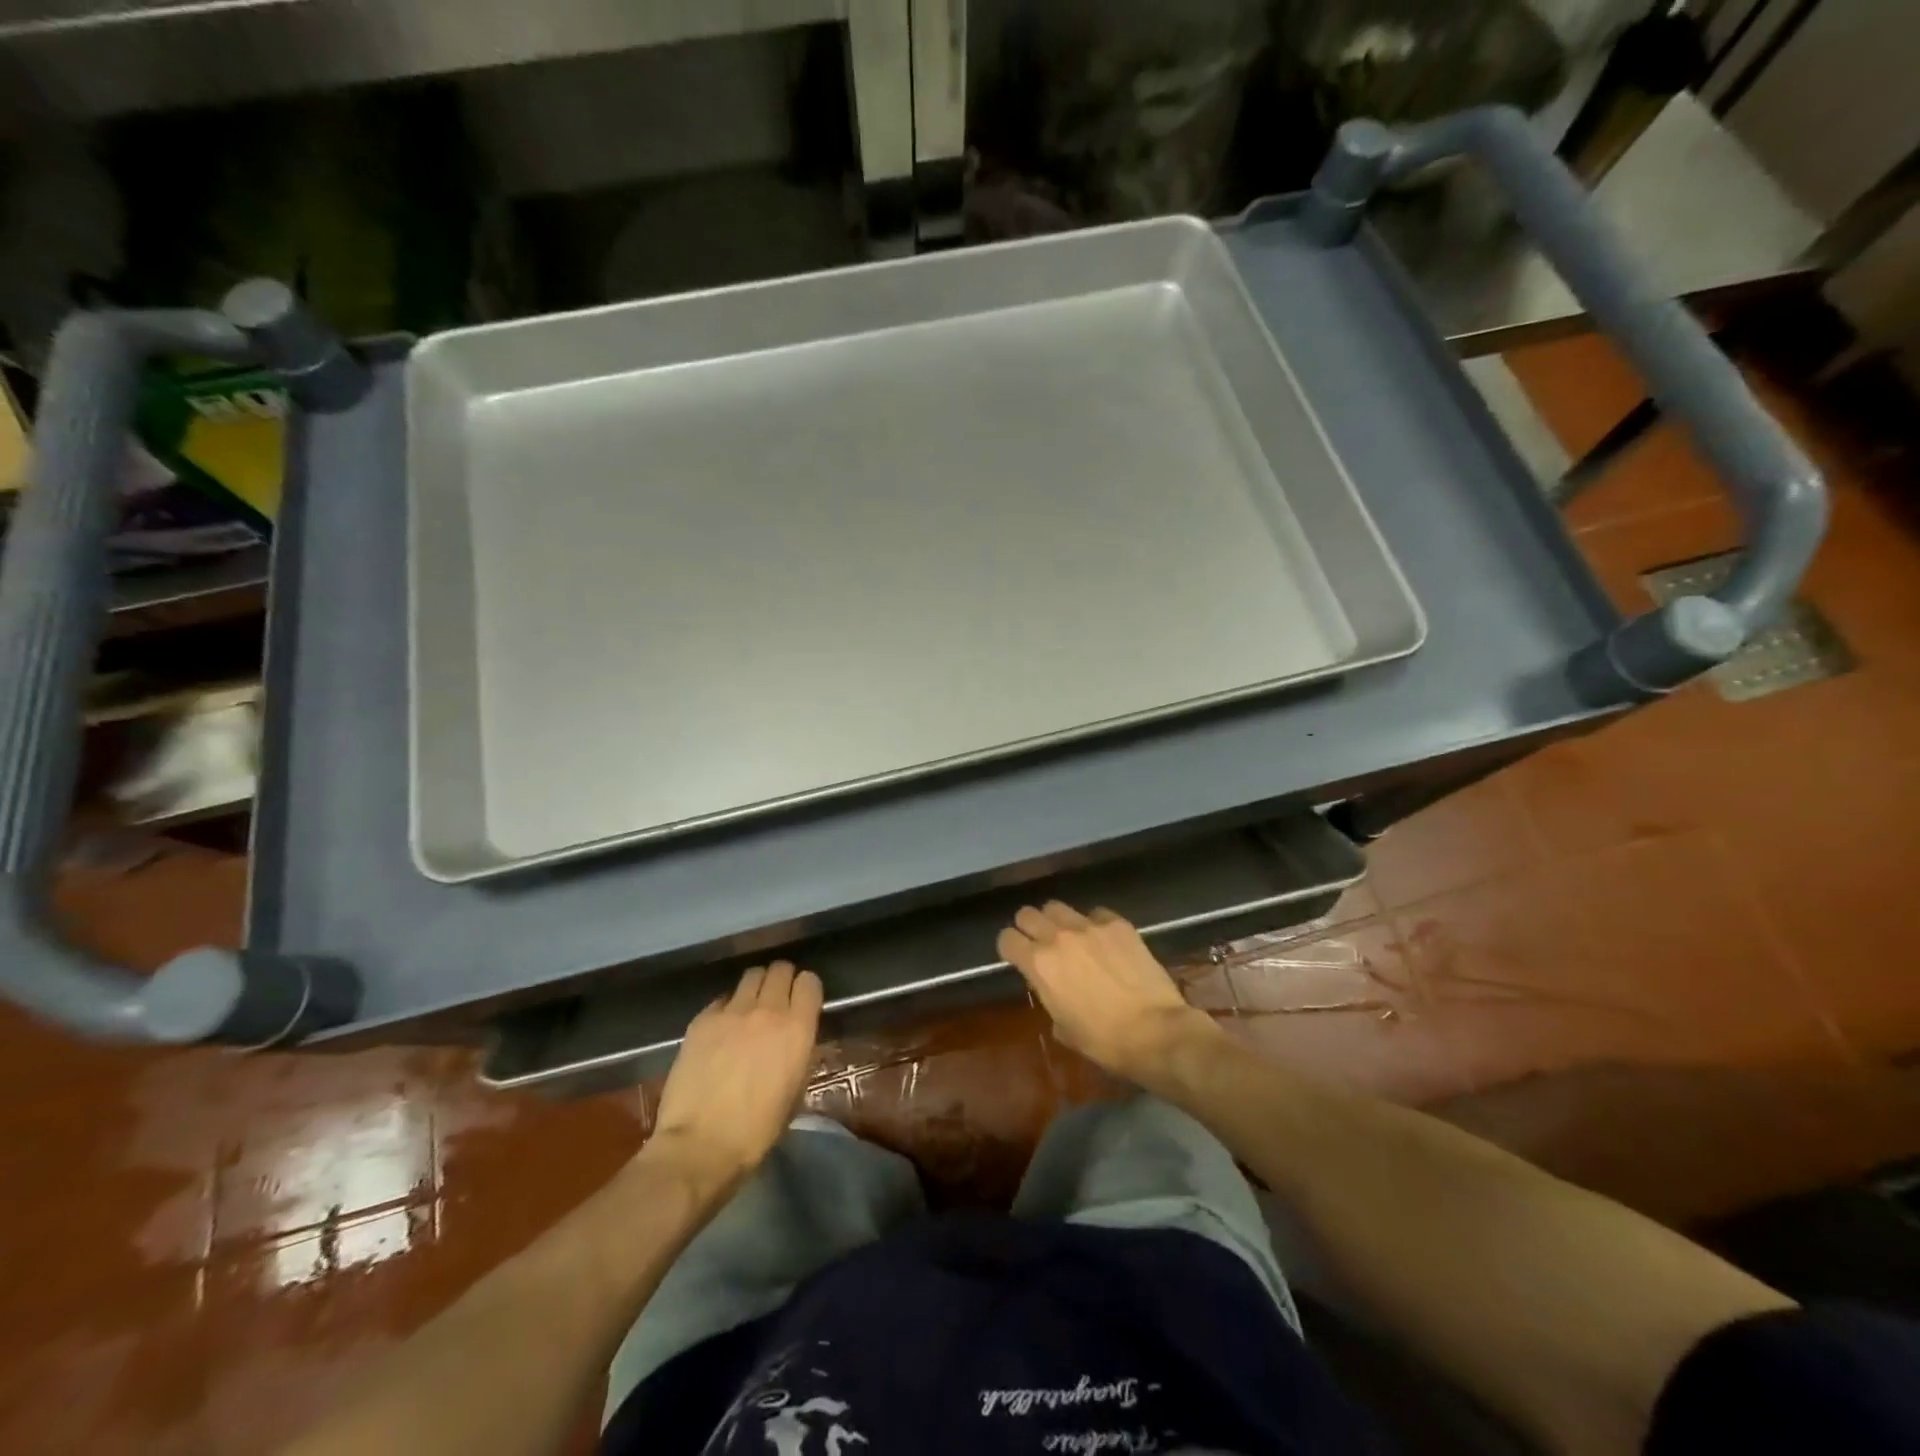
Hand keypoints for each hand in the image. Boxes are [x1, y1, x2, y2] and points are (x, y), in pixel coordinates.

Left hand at [649, 961, 822, 1192]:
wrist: (700, 1146)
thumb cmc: (756, 1130)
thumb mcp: (795, 1094)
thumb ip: (801, 1055)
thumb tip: (798, 1040)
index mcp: (797, 1029)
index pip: (809, 982)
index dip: (807, 989)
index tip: (803, 1002)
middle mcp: (767, 1010)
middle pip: (780, 969)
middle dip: (782, 980)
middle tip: (777, 1000)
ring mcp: (731, 1012)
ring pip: (750, 976)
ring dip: (755, 987)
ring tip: (749, 1009)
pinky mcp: (702, 1020)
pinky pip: (721, 999)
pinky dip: (726, 1008)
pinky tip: (721, 1030)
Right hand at [997, 902, 1220, 1084]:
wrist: (1155, 1031)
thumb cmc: (1104, 1040)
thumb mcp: (1064, 1027)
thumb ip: (1050, 997)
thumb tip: (1054, 989)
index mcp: (1039, 964)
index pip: (1006, 939)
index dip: (1009, 948)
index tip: (1017, 956)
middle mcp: (1058, 937)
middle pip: (1027, 914)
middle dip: (1029, 927)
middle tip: (1041, 943)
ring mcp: (1089, 926)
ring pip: (1058, 907)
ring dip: (1058, 921)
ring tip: (1071, 937)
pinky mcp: (1118, 924)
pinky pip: (1096, 913)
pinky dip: (1095, 924)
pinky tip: (1105, 941)